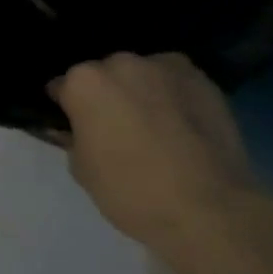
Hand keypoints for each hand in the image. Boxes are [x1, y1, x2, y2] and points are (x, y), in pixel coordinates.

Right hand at [47, 53, 269, 253]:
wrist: (210, 210)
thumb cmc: (132, 192)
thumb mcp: (82, 170)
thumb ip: (73, 138)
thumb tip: (74, 129)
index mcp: (85, 82)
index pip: (62, 86)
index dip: (66, 108)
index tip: (74, 127)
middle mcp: (122, 63)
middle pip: (104, 74)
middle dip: (105, 95)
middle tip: (115, 128)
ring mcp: (165, 67)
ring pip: (141, 74)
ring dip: (139, 91)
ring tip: (153, 126)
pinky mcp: (203, 80)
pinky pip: (174, 82)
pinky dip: (172, 96)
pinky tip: (180, 126)